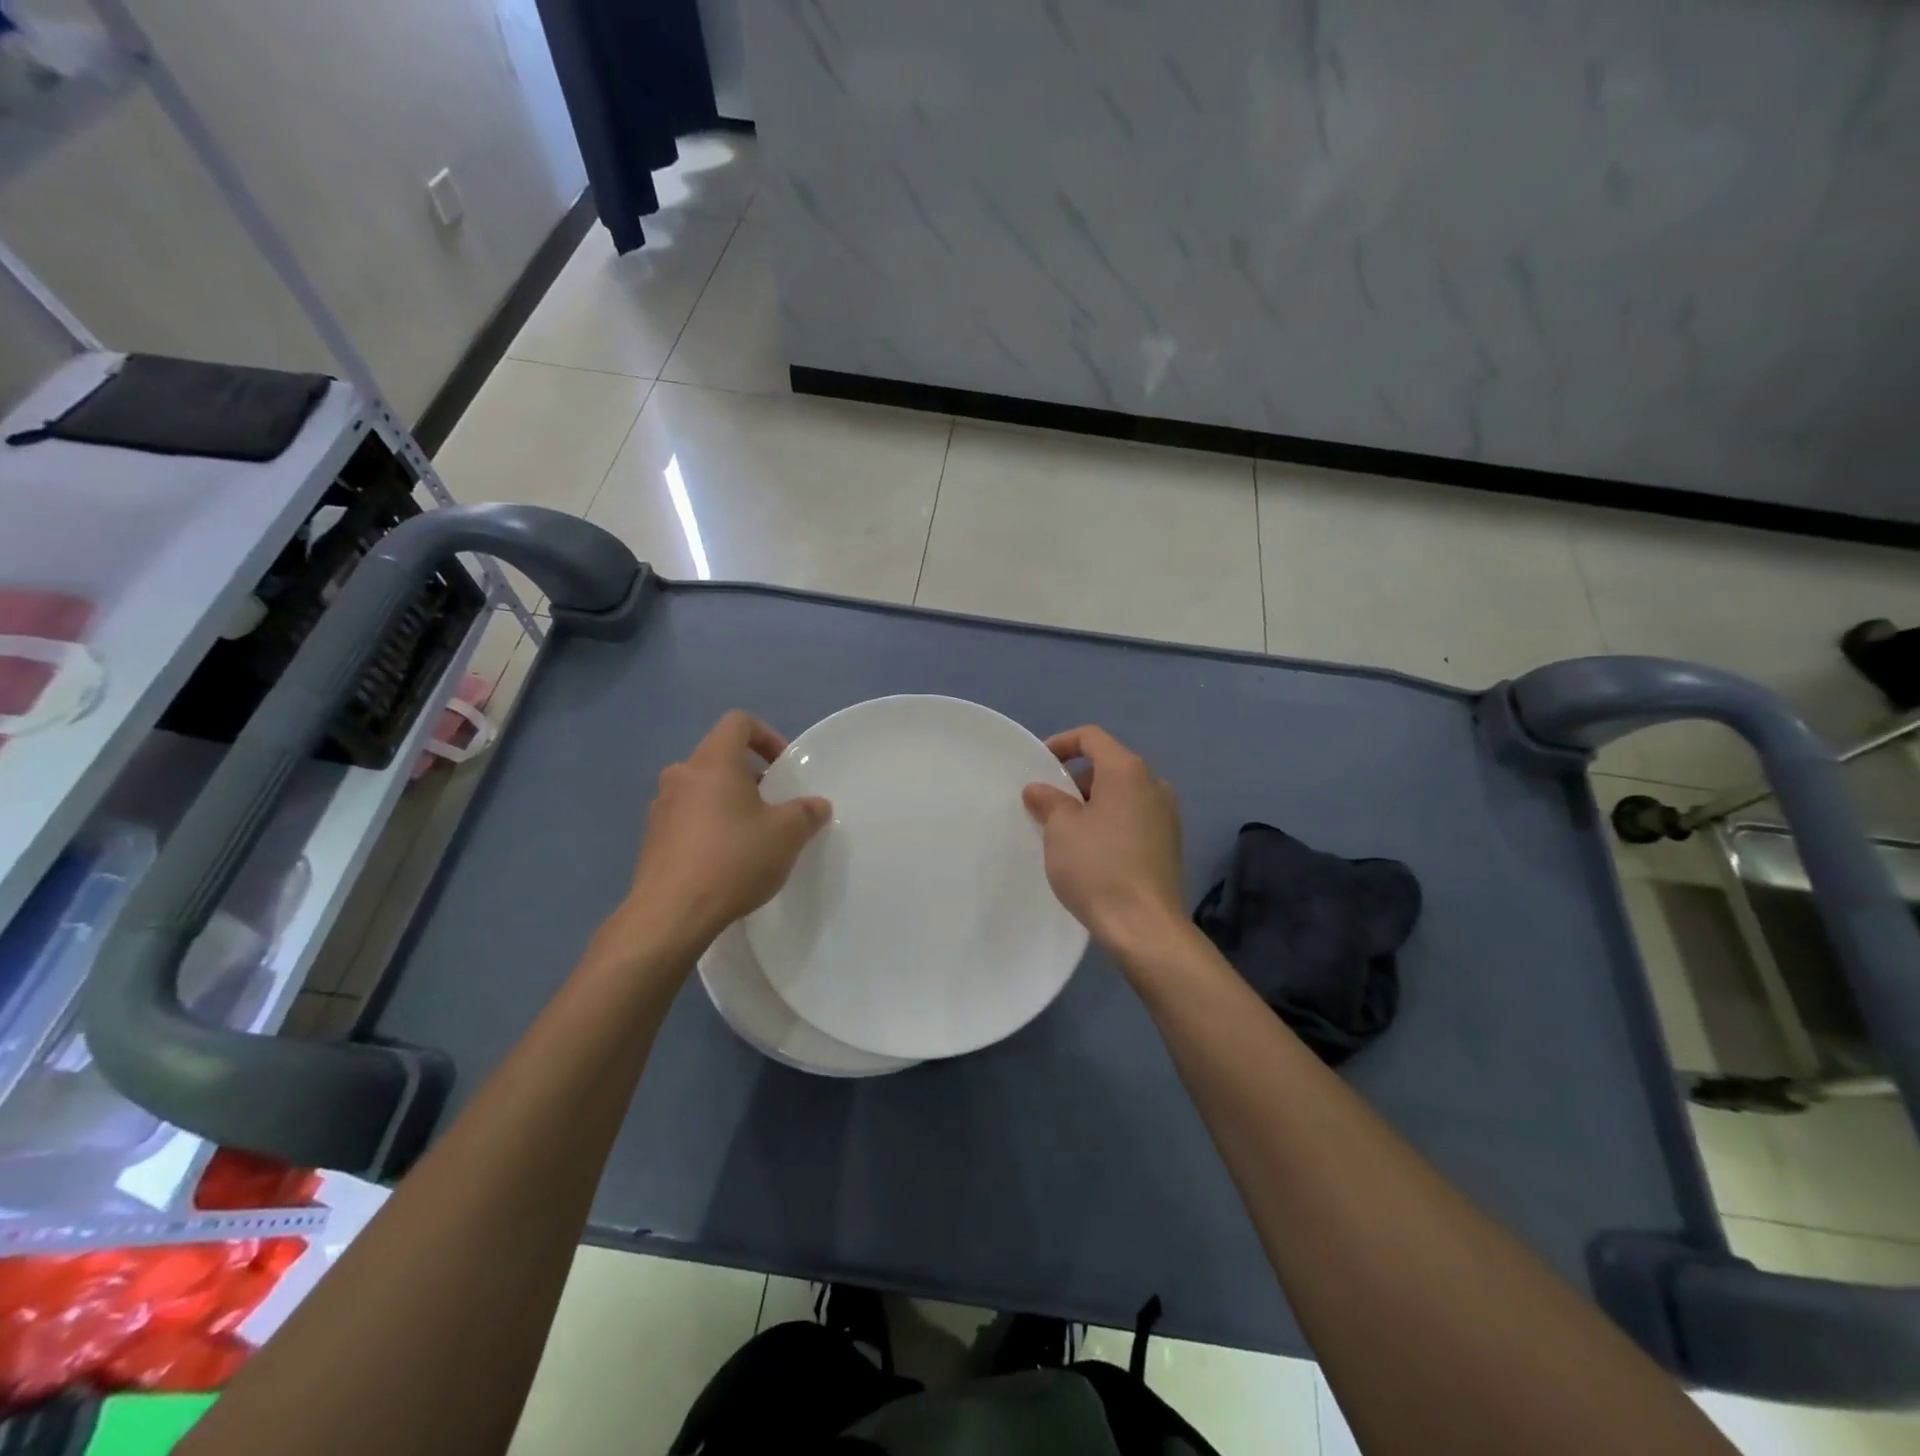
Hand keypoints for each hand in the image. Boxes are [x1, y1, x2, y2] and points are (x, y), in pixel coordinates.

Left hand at [611, 711, 830, 959]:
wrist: (671, 914)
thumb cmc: (734, 859)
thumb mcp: (787, 835)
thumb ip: (806, 813)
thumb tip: (816, 805)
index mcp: (713, 762)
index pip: (738, 722)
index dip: (766, 736)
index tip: (783, 768)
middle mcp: (681, 775)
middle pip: (719, 758)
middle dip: (750, 777)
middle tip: (773, 807)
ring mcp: (661, 808)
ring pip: (702, 790)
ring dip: (728, 804)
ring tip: (751, 838)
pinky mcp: (651, 840)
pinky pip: (687, 820)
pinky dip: (709, 828)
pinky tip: (725, 863)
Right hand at [1022, 726, 1186, 958]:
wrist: (1145, 926)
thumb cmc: (1097, 867)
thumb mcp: (1061, 829)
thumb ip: (1049, 801)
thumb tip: (1039, 789)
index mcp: (1127, 771)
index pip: (1092, 738)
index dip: (1061, 743)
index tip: (1038, 765)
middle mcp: (1154, 784)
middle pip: (1109, 765)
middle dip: (1076, 779)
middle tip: (1049, 803)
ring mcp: (1167, 814)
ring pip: (1123, 793)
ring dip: (1094, 802)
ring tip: (1067, 830)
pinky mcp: (1170, 843)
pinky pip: (1135, 817)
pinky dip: (1111, 821)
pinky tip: (1093, 850)